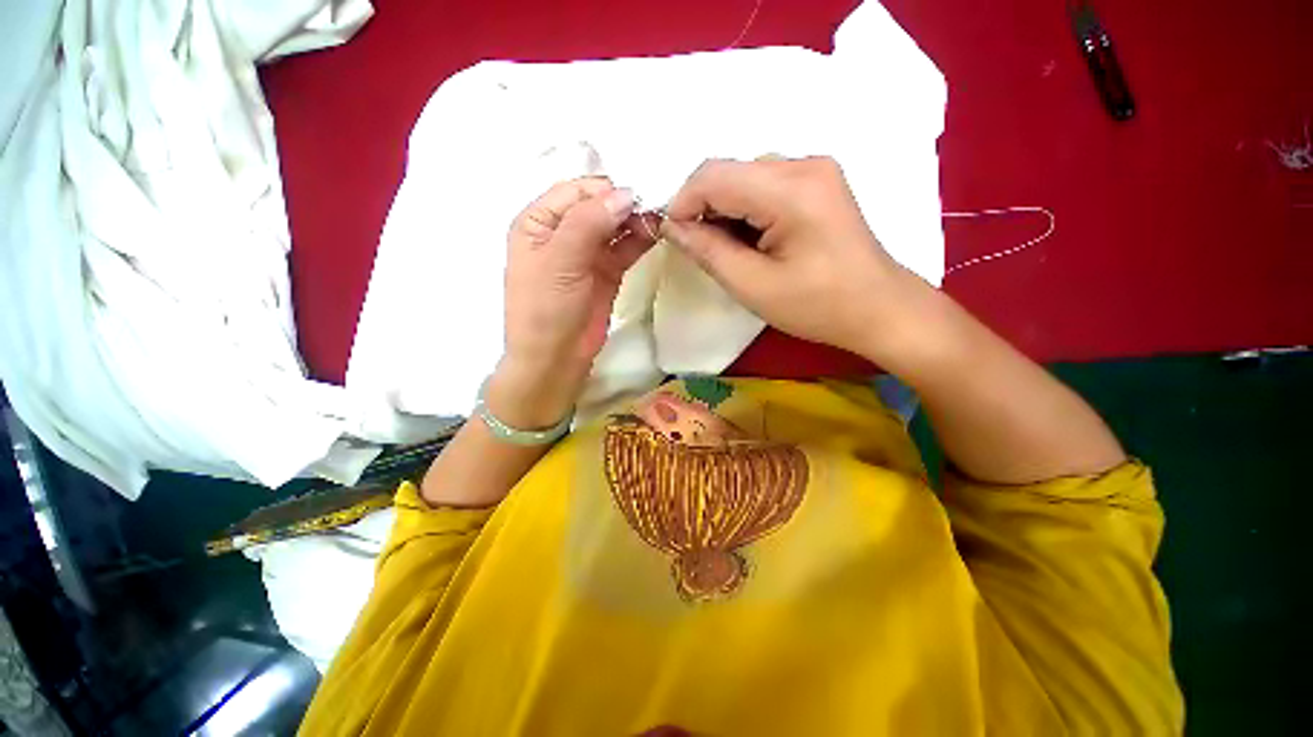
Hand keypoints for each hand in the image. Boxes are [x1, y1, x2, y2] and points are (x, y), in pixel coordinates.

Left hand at [497, 177, 657, 427]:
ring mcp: (587, 253)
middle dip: (625, 204)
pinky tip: (656, 234)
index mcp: (539, 222)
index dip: (606, 190)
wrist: (555, 358)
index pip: (576, 191)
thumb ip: (589, 223)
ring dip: (636, 221)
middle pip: (599, 205)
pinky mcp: (607, 272)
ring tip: (660, 220)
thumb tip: (625, 194)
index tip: (637, 196)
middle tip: (655, 208)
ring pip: (615, 226)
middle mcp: (563, 232)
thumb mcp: (560, 261)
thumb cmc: (546, 308)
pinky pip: (625, 248)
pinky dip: (640, 240)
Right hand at [661, 157, 919, 359]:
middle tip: (699, 248)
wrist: (878, 308)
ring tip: (728, 248)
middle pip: (730, 171)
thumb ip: (708, 251)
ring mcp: (815, 169)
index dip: (682, 202)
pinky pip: (765, 183)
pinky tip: (751, 238)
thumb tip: (672, 227)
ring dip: (724, 209)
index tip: (672, 236)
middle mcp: (804, 164)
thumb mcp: (753, 286)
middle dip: (704, 207)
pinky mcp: (818, 181)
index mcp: (791, 190)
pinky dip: (745, 208)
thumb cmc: (817, 306)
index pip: (714, 175)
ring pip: (745, 176)